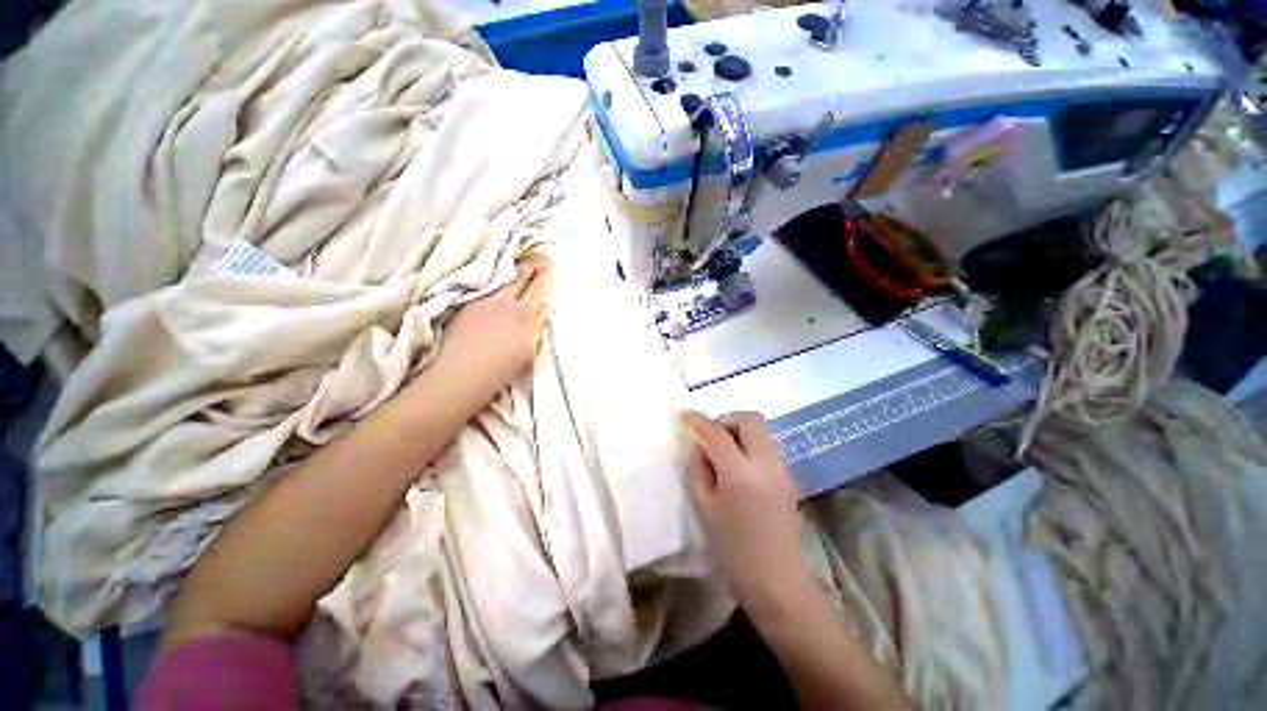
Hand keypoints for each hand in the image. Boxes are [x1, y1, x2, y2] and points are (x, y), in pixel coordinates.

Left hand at [431, 256, 552, 407]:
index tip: (552, 262)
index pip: (539, 287)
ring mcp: (481, 301)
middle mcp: (502, 301)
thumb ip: (537, 325)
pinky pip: (485, 284)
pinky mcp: (464, 305)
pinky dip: (495, 277)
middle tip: (540, 255)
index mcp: (522, 313)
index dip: (546, 274)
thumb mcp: (528, 351)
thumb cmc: (499, 370)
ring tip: (520, 260)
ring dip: (512, 267)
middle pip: (520, 276)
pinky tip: (497, 277)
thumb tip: (544, 306)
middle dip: (531, 264)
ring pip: (501, 277)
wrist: (457, 377)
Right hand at [682, 410, 812, 616]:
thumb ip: (698, 467)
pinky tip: (736, 466)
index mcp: (741, 473)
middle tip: (710, 435)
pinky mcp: (788, 477)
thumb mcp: (704, 507)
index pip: (717, 433)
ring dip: (738, 431)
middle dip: (726, 419)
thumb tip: (698, 442)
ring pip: (760, 431)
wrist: (778, 583)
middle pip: (750, 419)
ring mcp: (782, 469)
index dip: (699, 419)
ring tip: (721, 452)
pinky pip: (766, 447)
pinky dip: (748, 445)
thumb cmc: (733, 550)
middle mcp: (766, 463)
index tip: (685, 413)